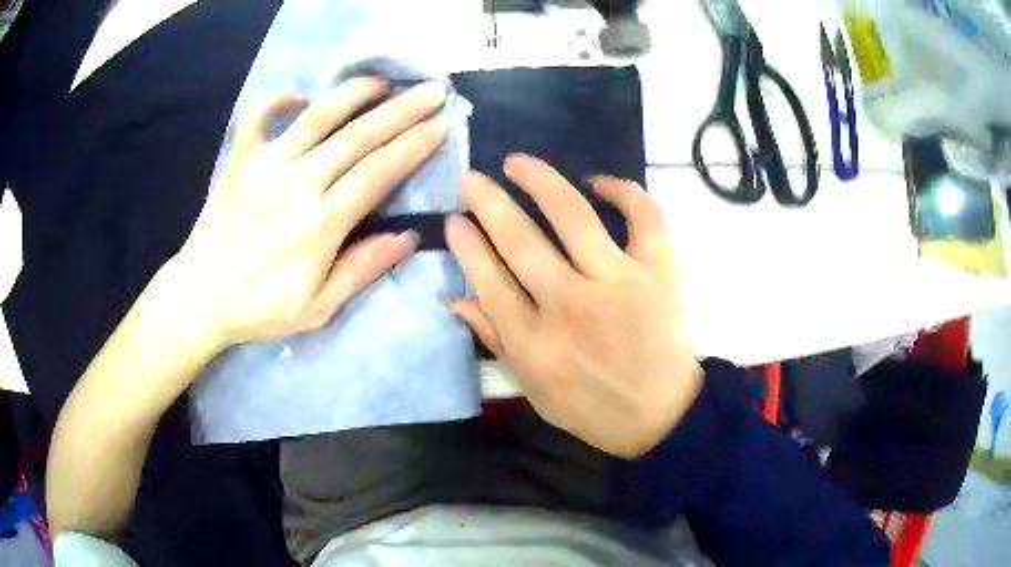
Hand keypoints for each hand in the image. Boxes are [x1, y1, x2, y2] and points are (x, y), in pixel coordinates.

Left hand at [174, 78, 448, 345]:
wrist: (202, 297)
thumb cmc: (261, 307)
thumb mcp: (317, 307)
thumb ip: (361, 270)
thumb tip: (407, 238)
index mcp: (320, 223)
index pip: (378, 172)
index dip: (413, 146)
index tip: (441, 125)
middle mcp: (298, 183)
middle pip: (358, 137)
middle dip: (401, 110)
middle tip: (432, 90)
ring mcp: (265, 165)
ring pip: (317, 117)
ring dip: (354, 93)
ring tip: (383, 80)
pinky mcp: (240, 160)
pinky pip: (257, 117)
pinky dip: (276, 99)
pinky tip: (299, 96)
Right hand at [446, 155, 701, 457]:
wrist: (661, 415)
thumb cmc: (591, 407)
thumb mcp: (532, 387)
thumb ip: (495, 339)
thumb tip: (455, 297)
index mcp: (535, 341)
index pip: (489, 278)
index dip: (467, 243)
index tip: (455, 218)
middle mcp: (571, 305)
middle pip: (520, 240)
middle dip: (488, 202)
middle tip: (471, 178)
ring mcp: (619, 282)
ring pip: (572, 215)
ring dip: (540, 180)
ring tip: (518, 162)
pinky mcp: (658, 271)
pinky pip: (643, 216)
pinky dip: (624, 191)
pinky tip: (598, 181)